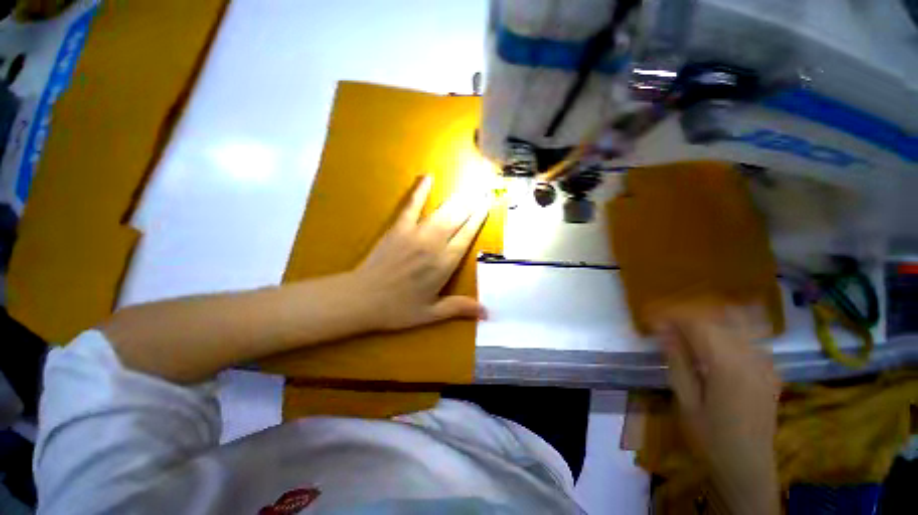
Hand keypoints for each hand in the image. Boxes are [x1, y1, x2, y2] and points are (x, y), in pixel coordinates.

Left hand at [352, 176, 489, 331]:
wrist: (361, 299)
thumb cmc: (398, 309)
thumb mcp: (431, 314)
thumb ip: (459, 308)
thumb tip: (487, 313)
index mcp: (444, 265)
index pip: (466, 236)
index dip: (478, 219)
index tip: (487, 205)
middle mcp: (434, 245)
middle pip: (458, 219)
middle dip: (472, 203)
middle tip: (484, 188)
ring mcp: (415, 234)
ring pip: (442, 212)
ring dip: (457, 198)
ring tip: (469, 185)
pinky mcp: (398, 228)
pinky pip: (411, 206)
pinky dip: (420, 191)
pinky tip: (428, 177)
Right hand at [656, 303, 780, 514]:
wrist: (748, 466)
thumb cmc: (710, 436)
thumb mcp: (685, 400)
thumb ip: (677, 361)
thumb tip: (663, 330)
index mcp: (726, 366)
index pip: (698, 325)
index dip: (673, 317)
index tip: (654, 319)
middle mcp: (750, 358)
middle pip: (718, 321)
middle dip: (690, 317)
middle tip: (668, 325)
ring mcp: (766, 364)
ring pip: (739, 325)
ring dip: (712, 320)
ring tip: (691, 328)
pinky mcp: (771, 372)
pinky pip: (753, 338)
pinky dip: (735, 330)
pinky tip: (720, 340)